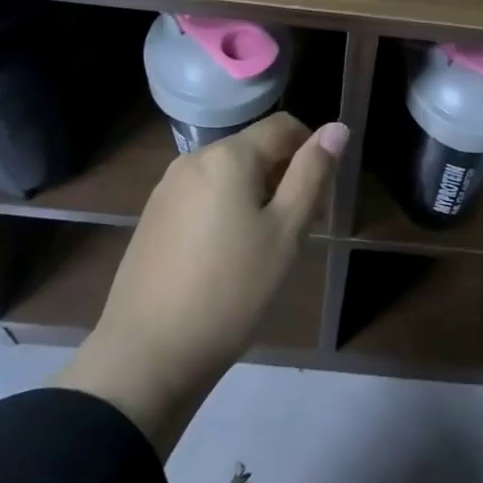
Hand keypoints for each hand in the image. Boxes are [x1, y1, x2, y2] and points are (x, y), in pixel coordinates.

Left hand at [53, 114, 348, 453]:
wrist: (145, 356)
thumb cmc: (230, 291)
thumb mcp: (285, 233)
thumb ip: (312, 174)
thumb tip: (337, 127)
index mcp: (229, 155)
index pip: (284, 126)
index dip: (311, 150)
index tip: (319, 197)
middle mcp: (195, 158)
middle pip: (254, 148)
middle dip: (282, 176)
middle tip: (294, 230)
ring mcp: (168, 187)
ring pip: (228, 173)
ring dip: (254, 194)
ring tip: (261, 248)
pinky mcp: (153, 215)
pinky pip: (202, 194)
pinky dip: (224, 209)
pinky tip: (224, 257)